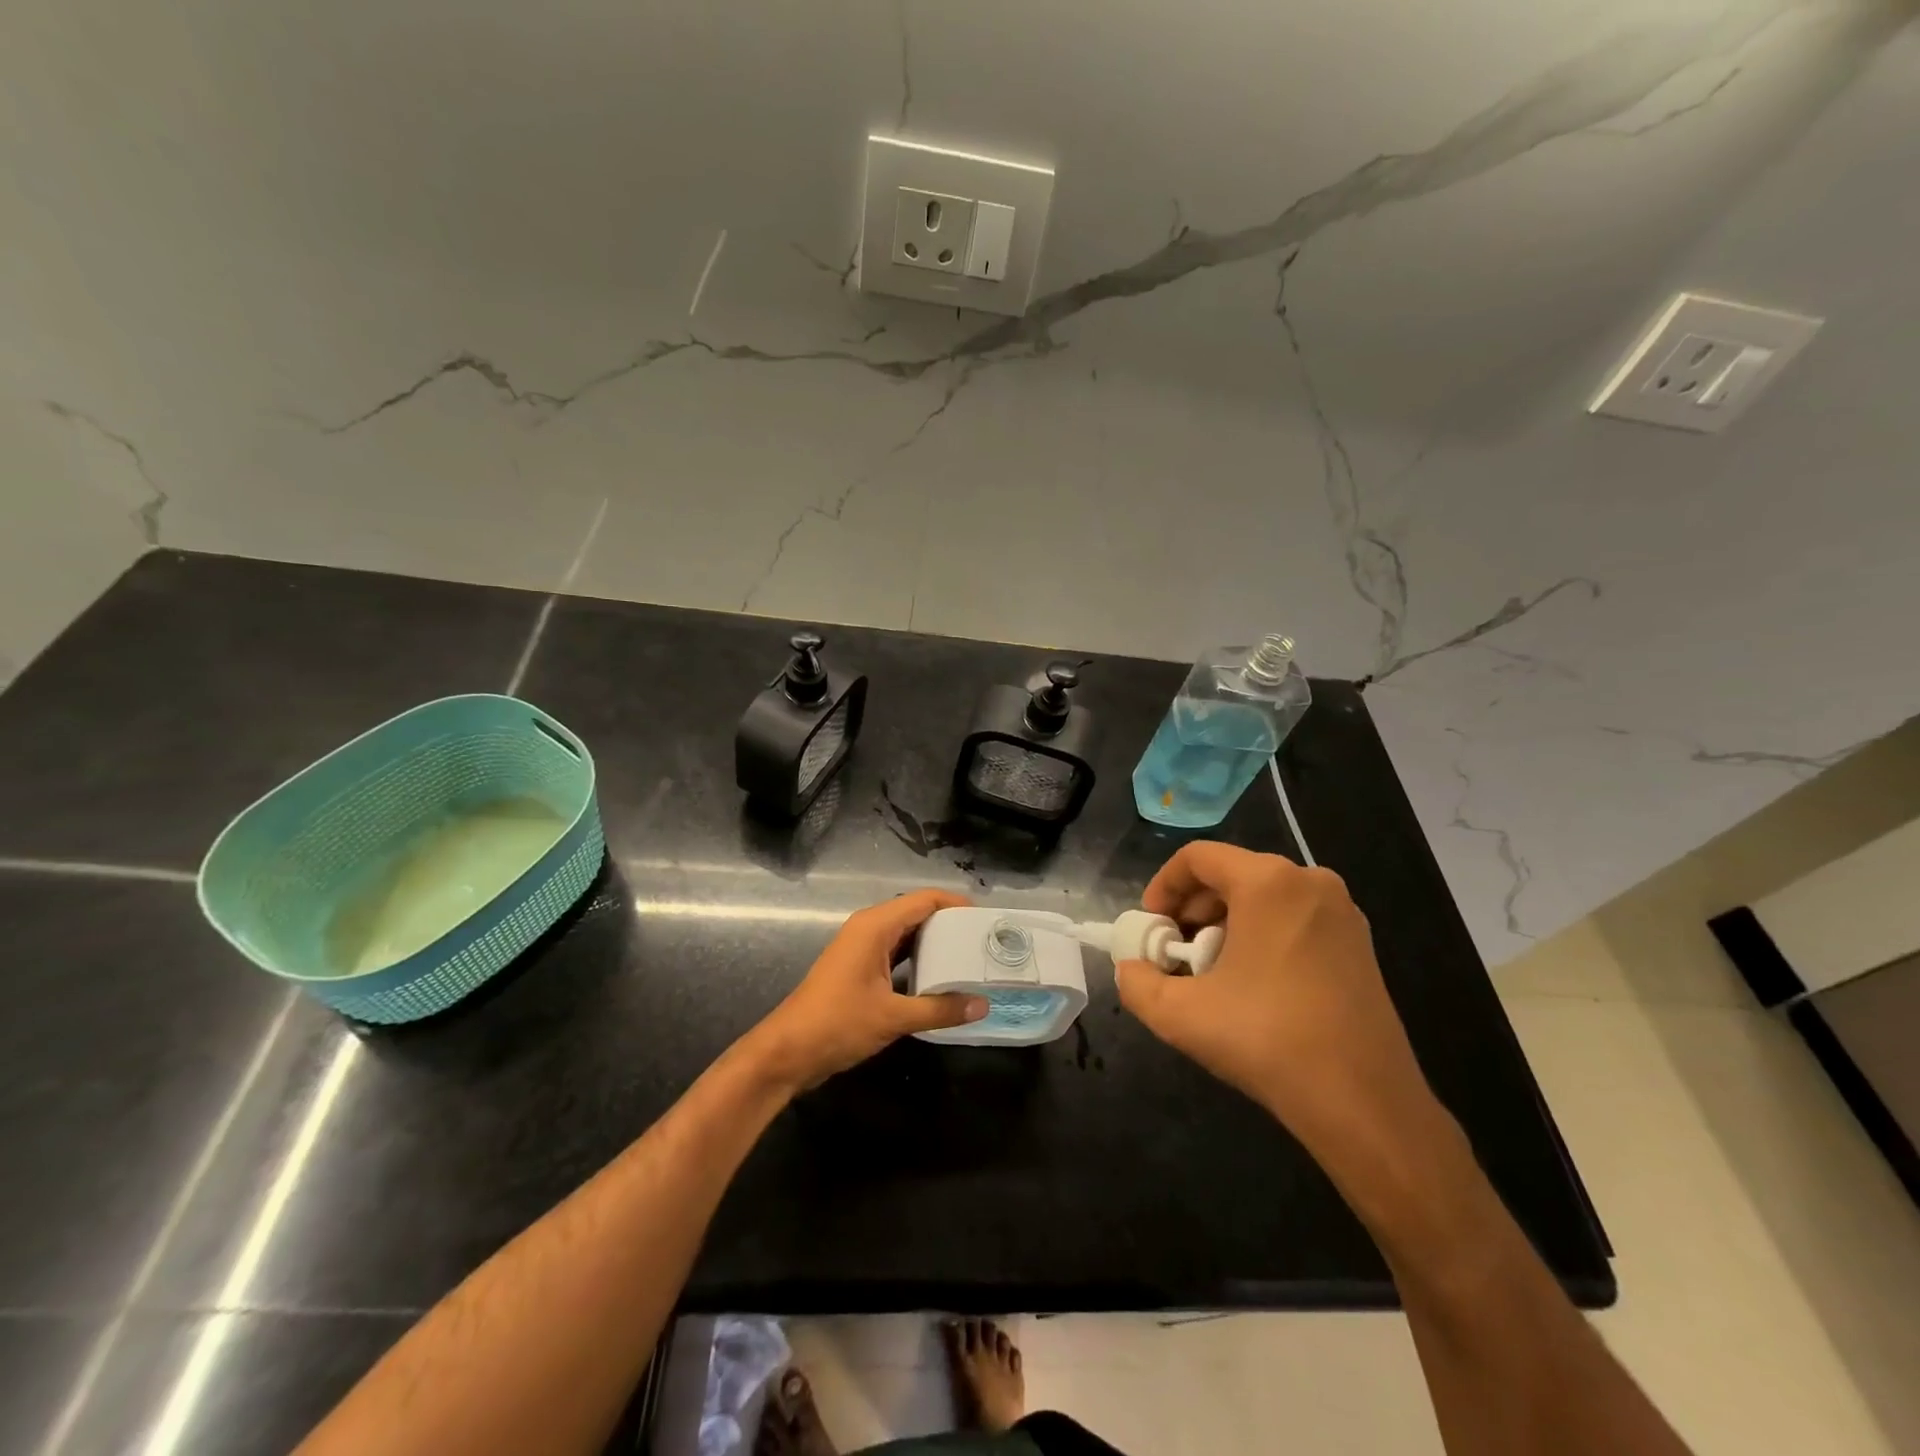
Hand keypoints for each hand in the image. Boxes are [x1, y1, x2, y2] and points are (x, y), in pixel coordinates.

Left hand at [746, 889, 986, 1091]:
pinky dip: (918, 958)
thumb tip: (982, 1005)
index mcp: (875, 926)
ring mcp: (861, 948)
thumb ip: (939, 1009)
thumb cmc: (838, 1024)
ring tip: (969, 957)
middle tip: (983, 940)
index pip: (924, 899)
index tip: (985, 920)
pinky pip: (895, 951)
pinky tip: (939, 977)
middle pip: (916, 912)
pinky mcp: (858, 967)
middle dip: (949, 923)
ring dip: (934, 942)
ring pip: (905, 933)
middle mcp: (868, 928)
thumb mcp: (893, 1017)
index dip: (956, 904)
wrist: (788, 1051)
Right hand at [1113, 843, 1438, 1162]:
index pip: (1198, 857)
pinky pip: (1294, 918)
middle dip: (1193, 908)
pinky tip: (1253, 985)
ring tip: (1211, 972)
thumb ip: (1136, 983)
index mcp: (1269, 882)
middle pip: (1232, 874)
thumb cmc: (1268, 1040)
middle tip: (1175, 951)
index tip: (1151, 926)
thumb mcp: (1180, 1014)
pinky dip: (1261, 936)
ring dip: (1225, 924)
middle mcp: (1310, 882)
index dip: (1163, 885)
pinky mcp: (1360, 944)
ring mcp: (1342, 912)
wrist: (1365, 1104)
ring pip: (1263, 897)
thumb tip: (1132, 970)